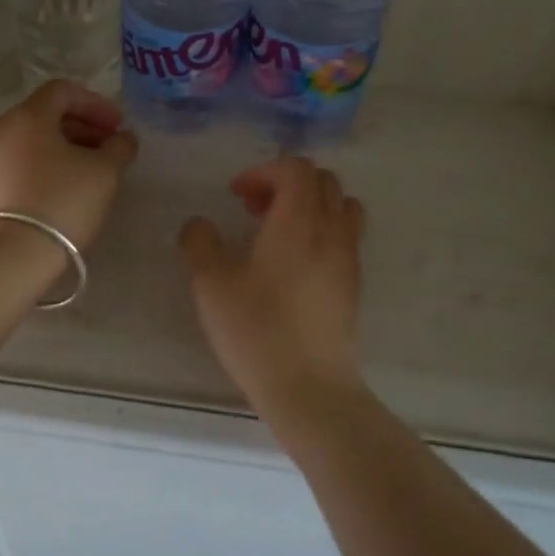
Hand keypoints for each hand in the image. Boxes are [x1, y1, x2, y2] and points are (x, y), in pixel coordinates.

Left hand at [0, 81, 137, 250]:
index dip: (96, 104)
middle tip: (107, 150)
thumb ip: (119, 148)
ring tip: (87, 175)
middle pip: (44, 115)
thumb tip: (122, 138)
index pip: (63, 90)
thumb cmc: (60, 203)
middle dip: (81, 127)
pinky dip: (42, 168)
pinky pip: (16, 165)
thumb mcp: (104, 173)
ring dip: (62, 150)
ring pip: (29, 142)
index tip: (117, 127)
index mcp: (27, 116)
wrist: (5, 258)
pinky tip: (60, 194)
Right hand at [179, 157, 366, 419]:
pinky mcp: (354, 283)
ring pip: (341, 205)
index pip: (295, 167)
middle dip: (286, 183)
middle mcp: (331, 229)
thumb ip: (200, 242)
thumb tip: (200, 224)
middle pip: (322, 180)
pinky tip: (296, 264)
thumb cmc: (258, 330)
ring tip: (279, 232)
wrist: (311, 388)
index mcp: (298, 220)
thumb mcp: (211, 285)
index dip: (263, 171)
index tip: (237, 196)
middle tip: (255, 210)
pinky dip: (324, 230)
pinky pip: (346, 235)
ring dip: (311, 204)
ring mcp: (349, 256)